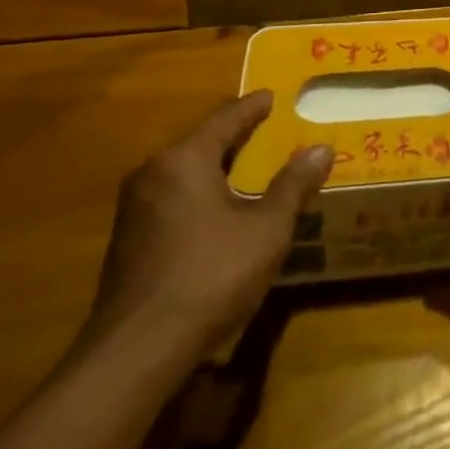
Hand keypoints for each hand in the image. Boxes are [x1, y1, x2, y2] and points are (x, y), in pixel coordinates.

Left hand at [84, 93, 332, 365]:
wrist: (135, 353)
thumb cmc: (209, 276)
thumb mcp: (265, 229)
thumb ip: (292, 186)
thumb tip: (321, 148)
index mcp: (184, 160)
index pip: (225, 120)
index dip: (252, 108)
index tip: (270, 95)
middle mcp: (152, 174)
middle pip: (200, 144)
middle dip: (233, 137)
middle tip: (263, 128)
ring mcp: (134, 211)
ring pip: (184, 174)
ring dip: (215, 169)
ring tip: (245, 167)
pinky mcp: (127, 244)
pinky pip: (172, 200)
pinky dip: (199, 195)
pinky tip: (218, 212)